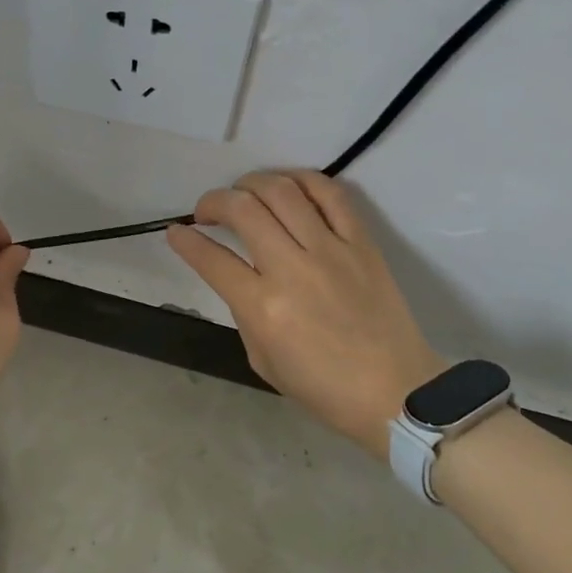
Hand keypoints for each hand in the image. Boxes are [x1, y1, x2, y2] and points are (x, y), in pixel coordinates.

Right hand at [167, 171, 443, 457]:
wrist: (395, 392)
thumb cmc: (323, 388)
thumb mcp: (262, 359)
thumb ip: (244, 311)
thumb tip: (239, 275)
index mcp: (264, 308)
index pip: (211, 258)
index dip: (185, 241)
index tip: (176, 232)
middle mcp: (293, 269)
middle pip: (243, 209)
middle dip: (213, 201)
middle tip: (207, 211)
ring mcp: (331, 250)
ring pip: (282, 191)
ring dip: (252, 183)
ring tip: (243, 193)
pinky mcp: (362, 243)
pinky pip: (331, 195)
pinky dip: (303, 180)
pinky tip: (287, 185)